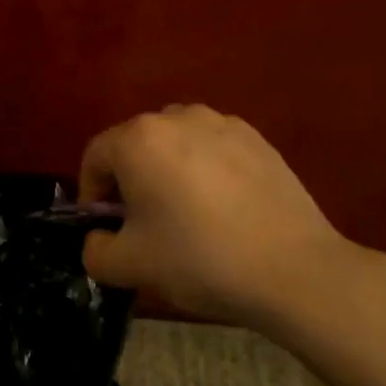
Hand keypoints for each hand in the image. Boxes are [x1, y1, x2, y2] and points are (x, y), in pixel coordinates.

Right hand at [79, 104, 364, 331]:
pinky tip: (224, 208)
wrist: (293, 268)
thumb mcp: (130, 266)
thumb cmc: (199, 259)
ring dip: (168, 169)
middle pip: (136, 144)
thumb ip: (96, 251)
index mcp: (138, 139)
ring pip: (176, 142)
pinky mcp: (256, 138)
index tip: (105, 227)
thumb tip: (100, 238)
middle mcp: (175, 117)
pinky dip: (206, 169)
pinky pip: (213, 147)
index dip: (92, 192)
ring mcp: (220, 123)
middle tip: (142, 223)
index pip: (96, 156)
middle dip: (130, 179)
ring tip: (185, 212)